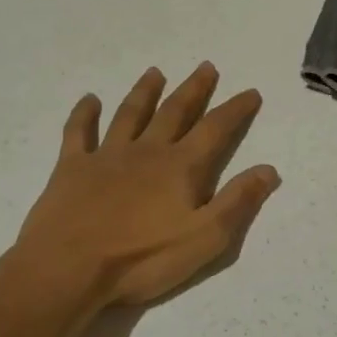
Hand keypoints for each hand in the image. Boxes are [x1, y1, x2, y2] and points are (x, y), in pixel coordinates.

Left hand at [16, 64, 280, 305]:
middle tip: (206, 66)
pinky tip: (88, 100)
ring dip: (145, 92)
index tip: (251, 92)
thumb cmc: (142, 258)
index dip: (235, 110)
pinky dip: (83, 114)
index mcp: (180, 167)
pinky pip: (78, 133)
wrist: (67, 269)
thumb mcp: (205, 238)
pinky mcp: (71, 168)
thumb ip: (238, 202)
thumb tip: (269, 170)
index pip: (215, 129)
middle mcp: (146, 151)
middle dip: (194, 89)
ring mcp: (106, 156)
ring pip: (130, 114)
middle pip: (174, 112)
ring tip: (155, 72)